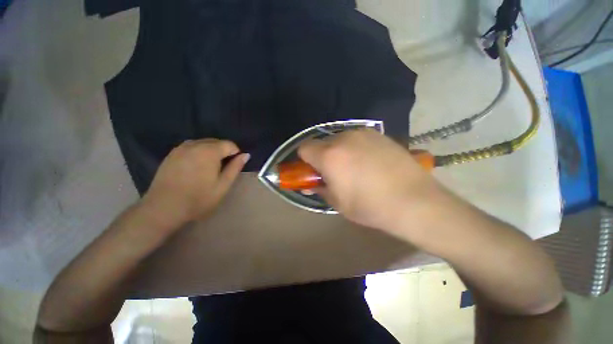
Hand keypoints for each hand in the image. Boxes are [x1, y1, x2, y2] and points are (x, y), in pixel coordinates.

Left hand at [141, 139, 249, 227]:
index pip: (229, 144)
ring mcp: (181, 148)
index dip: (236, 153)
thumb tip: (246, 155)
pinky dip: (199, 152)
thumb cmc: (199, 198)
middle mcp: (195, 145)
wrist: (164, 208)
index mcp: (209, 152)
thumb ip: (235, 168)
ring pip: (203, 143)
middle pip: (216, 142)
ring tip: (211, 167)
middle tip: (223, 168)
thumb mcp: (223, 185)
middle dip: (224, 151)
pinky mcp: (172, 154)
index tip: (234, 166)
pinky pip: (191, 147)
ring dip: (211, 151)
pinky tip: (197, 166)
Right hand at [298, 129, 444, 236]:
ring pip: (339, 139)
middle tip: (335, 172)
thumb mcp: (338, 203)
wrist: (414, 201)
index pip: (304, 148)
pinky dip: (355, 147)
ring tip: (355, 167)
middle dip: (322, 156)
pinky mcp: (379, 134)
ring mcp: (363, 133)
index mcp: (329, 156)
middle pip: (321, 142)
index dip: (305, 160)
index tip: (313, 171)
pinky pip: (357, 138)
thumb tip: (312, 184)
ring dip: (339, 151)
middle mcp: (343, 138)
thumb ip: (320, 189)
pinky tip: (370, 162)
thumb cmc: (370, 206)